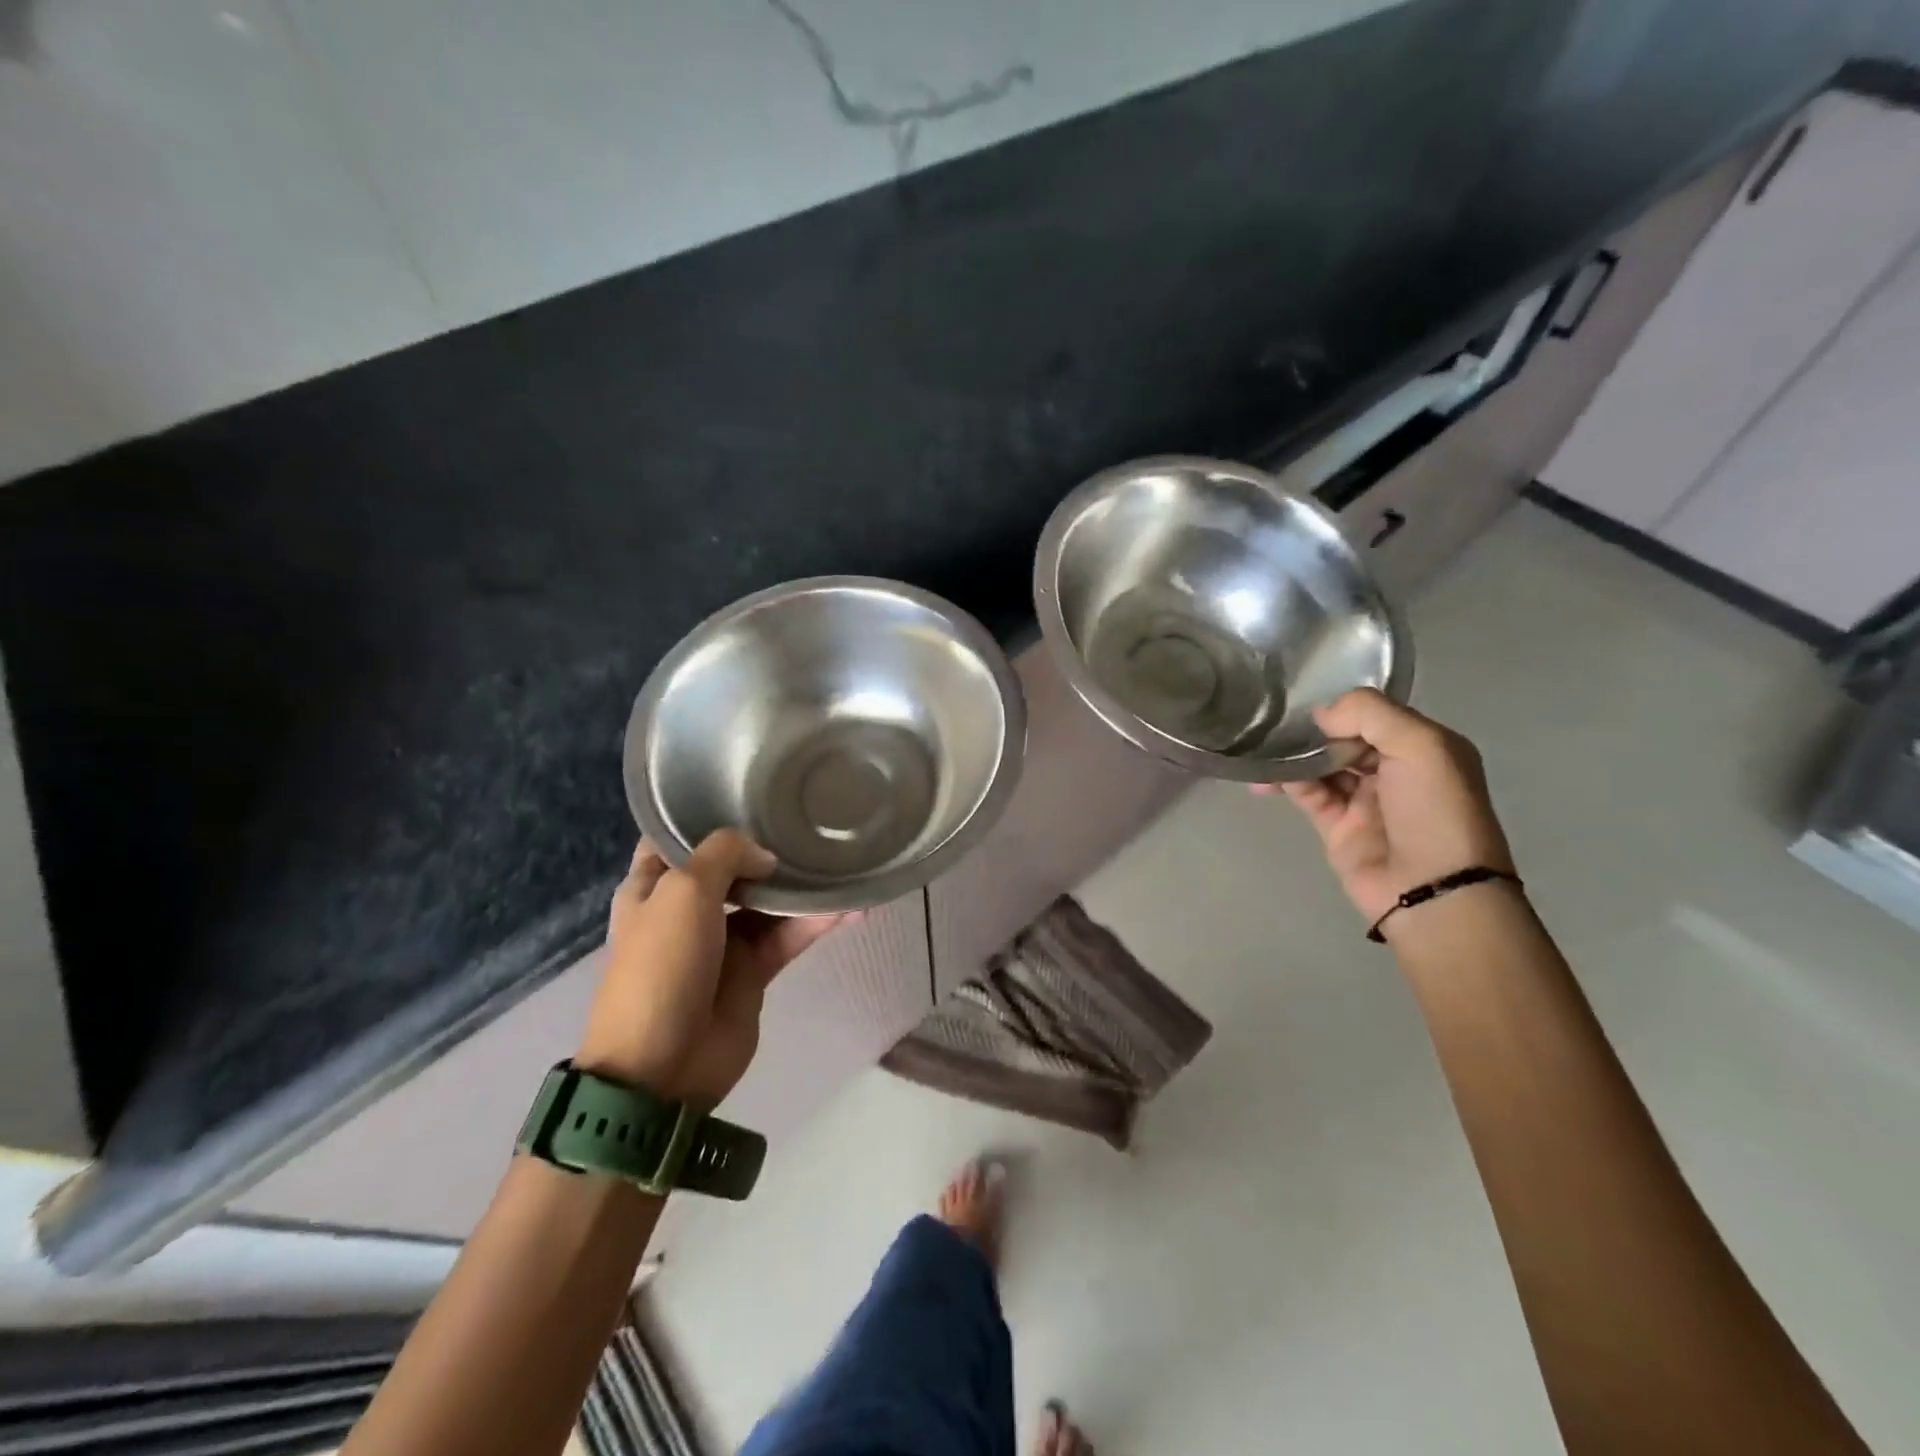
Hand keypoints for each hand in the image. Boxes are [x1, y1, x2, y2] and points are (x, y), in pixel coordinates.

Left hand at [574, 831, 855, 1105]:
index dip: (708, 815)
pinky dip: (815, 922)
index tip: (750, 792)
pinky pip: (787, 936)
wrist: (661, 1068)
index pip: (678, 837)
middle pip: (732, 865)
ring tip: (842, 862)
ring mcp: (722, 940)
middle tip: (809, 819)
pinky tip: (851, 907)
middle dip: (766, 846)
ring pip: (767, 901)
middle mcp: (687, 907)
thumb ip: (725, 854)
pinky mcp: (752, 971)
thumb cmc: (661, 966)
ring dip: (800, 886)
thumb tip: (766, 857)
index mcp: (653, 885)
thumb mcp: (683, 891)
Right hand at [1256, 689, 1513, 926]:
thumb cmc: (1434, 810)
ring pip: (1321, 765)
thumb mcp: (1420, 745)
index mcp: (1424, 747)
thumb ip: (1369, 714)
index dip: (1344, 708)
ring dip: (1293, 756)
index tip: (1308, 702)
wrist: (1431, 889)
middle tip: (1277, 721)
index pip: (1376, 715)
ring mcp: (1365, 799)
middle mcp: (1395, 770)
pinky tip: (1266, 778)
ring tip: (1262, 748)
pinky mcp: (1337, 826)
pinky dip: (1286, 783)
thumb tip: (1320, 713)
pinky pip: (1307, 794)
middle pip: (1345, 738)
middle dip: (1314, 730)